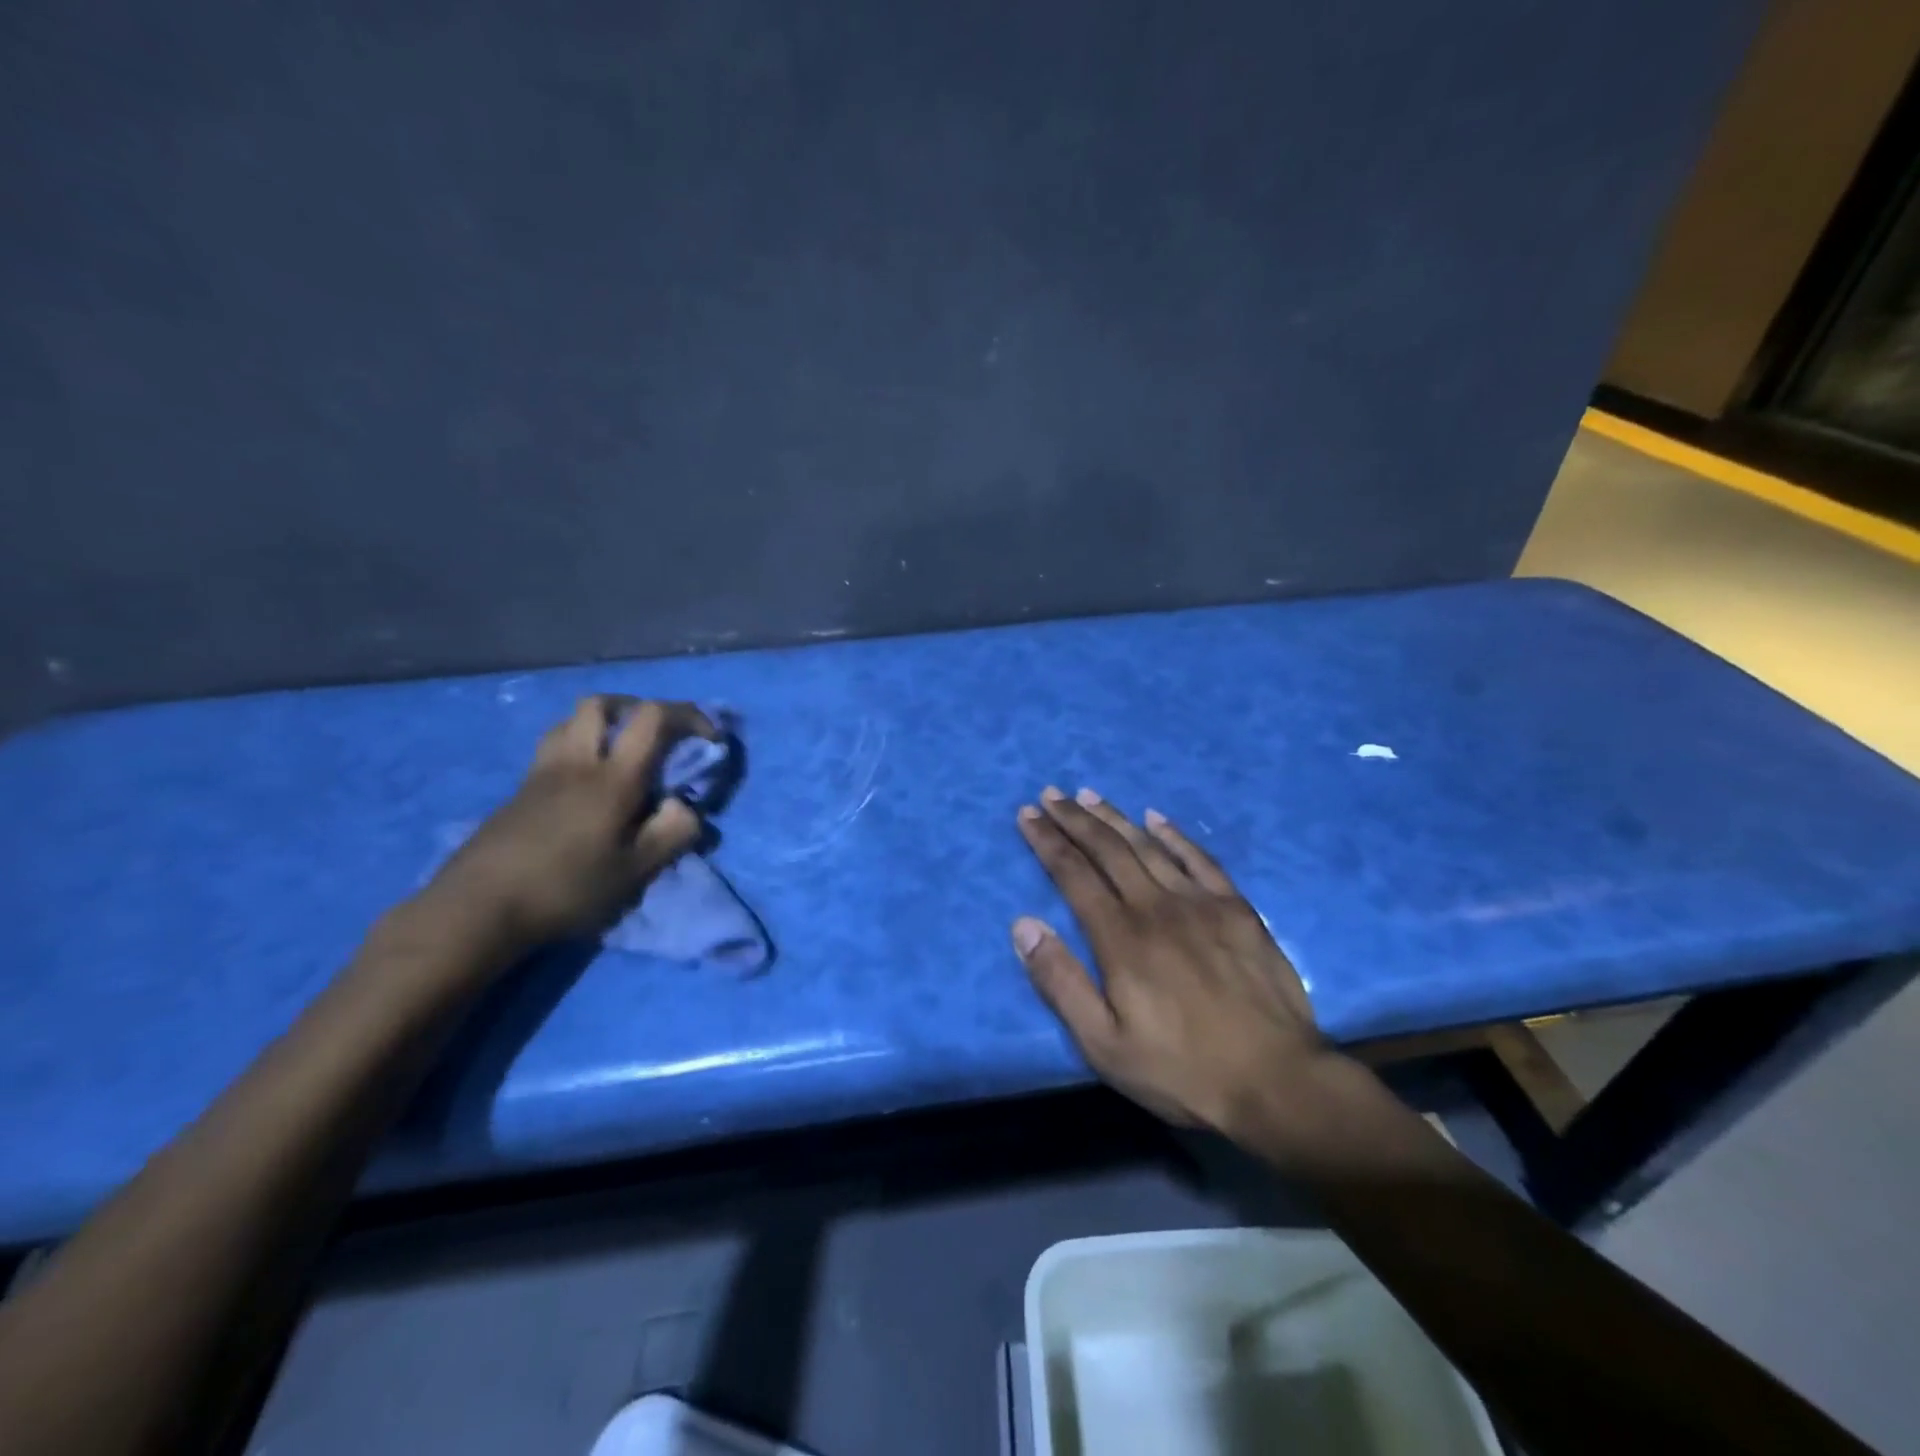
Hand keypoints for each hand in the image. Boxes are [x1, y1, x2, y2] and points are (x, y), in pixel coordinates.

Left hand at [418, 696, 716, 949]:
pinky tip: (585, 787)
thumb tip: (687, 808)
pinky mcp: (519, 792)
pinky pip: (553, 749)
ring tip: (620, 755)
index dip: (688, 716)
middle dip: (636, 708)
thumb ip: (672, 834)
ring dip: (602, 725)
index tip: (708, 738)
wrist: (476, 909)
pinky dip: (578, 749)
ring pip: (571, 722)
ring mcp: (541, 774)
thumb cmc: (565, 889)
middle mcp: (576, 762)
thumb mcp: (634, 872)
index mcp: (612, 778)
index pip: (652, 718)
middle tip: (656, 736)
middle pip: (602, 704)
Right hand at [1013, 786, 1336, 1136]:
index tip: (1028, 815)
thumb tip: (1024, 924)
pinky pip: (1200, 859)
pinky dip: (1174, 835)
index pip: (1073, 874)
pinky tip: (1156, 818)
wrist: (1277, 1082)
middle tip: (1051, 794)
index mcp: (1121, 937)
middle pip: (1108, 850)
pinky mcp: (1237, 910)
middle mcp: (1156, 907)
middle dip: (1075, 819)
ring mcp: (1201, 903)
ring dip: (1115, 818)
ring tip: (1089, 795)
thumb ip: (1061, 982)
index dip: (1048, 841)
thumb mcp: (1104, 1044)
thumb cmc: (1181, 1069)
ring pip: (1148, 846)